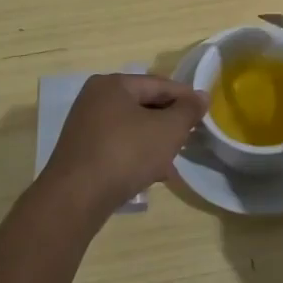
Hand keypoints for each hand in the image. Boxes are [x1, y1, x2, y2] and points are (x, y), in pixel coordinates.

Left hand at [33, 73, 207, 229]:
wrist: (76, 198)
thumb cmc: (126, 153)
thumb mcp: (167, 130)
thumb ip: (188, 111)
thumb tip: (202, 96)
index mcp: (113, 84)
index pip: (159, 84)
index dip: (186, 97)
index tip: (206, 112)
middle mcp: (95, 99)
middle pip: (144, 105)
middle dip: (169, 122)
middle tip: (191, 136)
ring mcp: (86, 126)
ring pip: (132, 128)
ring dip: (155, 142)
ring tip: (175, 160)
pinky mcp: (82, 152)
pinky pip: (119, 146)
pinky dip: (138, 155)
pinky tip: (153, 174)